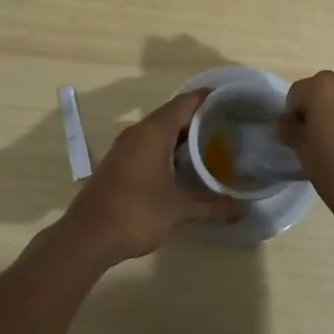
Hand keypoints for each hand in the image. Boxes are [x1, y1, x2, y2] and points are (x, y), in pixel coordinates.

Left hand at [61, 91, 243, 264]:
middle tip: (227, 124)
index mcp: (153, 132)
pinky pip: (148, 144)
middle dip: (198, 117)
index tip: (231, 99)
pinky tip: (183, 165)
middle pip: (172, 114)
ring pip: (159, 130)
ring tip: (211, 143)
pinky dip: (167, 147)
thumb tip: (244, 211)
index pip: (185, 103)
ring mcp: (125, 147)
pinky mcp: (119, 162)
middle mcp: (138, 132)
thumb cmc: (137, 213)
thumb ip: (212, 207)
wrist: (88, 236)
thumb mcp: (179, 209)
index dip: (207, 98)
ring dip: (182, 134)